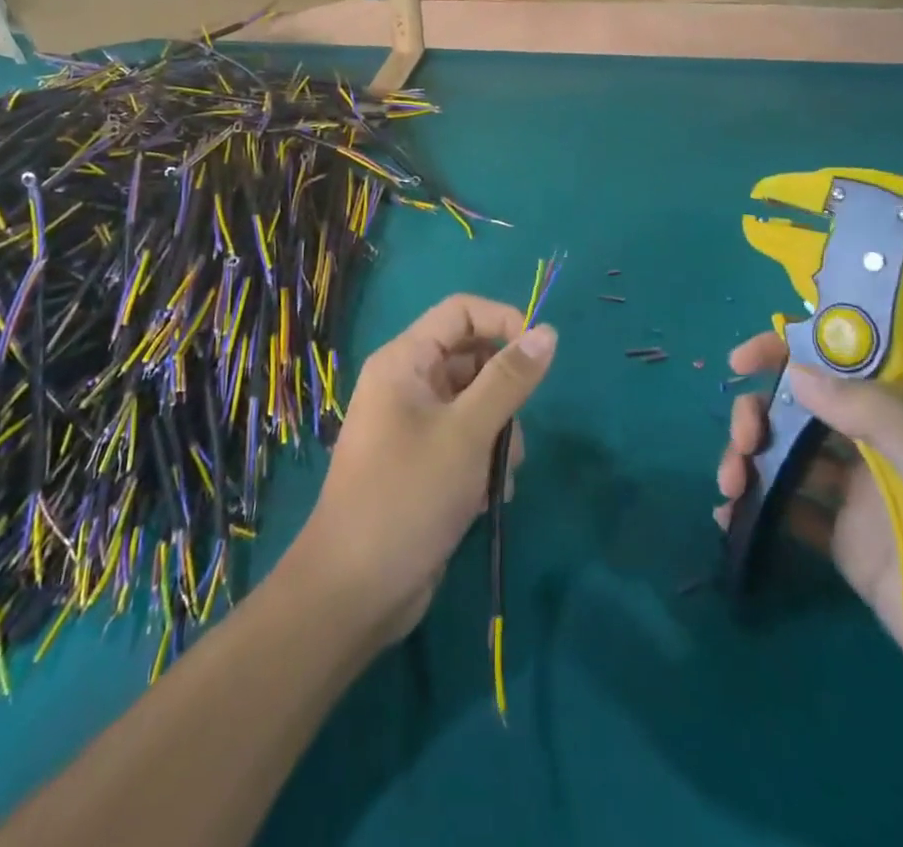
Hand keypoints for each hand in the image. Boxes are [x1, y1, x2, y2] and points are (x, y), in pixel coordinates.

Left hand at [294, 295, 555, 644]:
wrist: (355, 591)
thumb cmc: (408, 495)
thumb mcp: (467, 433)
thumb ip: (509, 380)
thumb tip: (547, 332)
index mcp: (404, 361)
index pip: (461, 312)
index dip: (503, 322)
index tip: (539, 356)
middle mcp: (406, 384)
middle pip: (472, 360)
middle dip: (503, 395)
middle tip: (513, 432)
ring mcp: (413, 425)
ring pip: (477, 405)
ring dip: (499, 438)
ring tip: (497, 478)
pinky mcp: (423, 463)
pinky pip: (467, 441)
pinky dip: (484, 463)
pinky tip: (487, 500)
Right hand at [714, 331, 902, 774]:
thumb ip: (876, 418)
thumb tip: (799, 372)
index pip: (844, 364)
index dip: (791, 352)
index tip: (743, 362)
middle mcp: (885, 451)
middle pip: (805, 409)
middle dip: (763, 413)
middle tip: (743, 441)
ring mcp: (865, 502)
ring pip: (790, 457)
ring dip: (750, 458)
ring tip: (729, 485)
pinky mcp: (850, 549)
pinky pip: (791, 513)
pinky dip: (756, 506)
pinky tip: (730, 517)